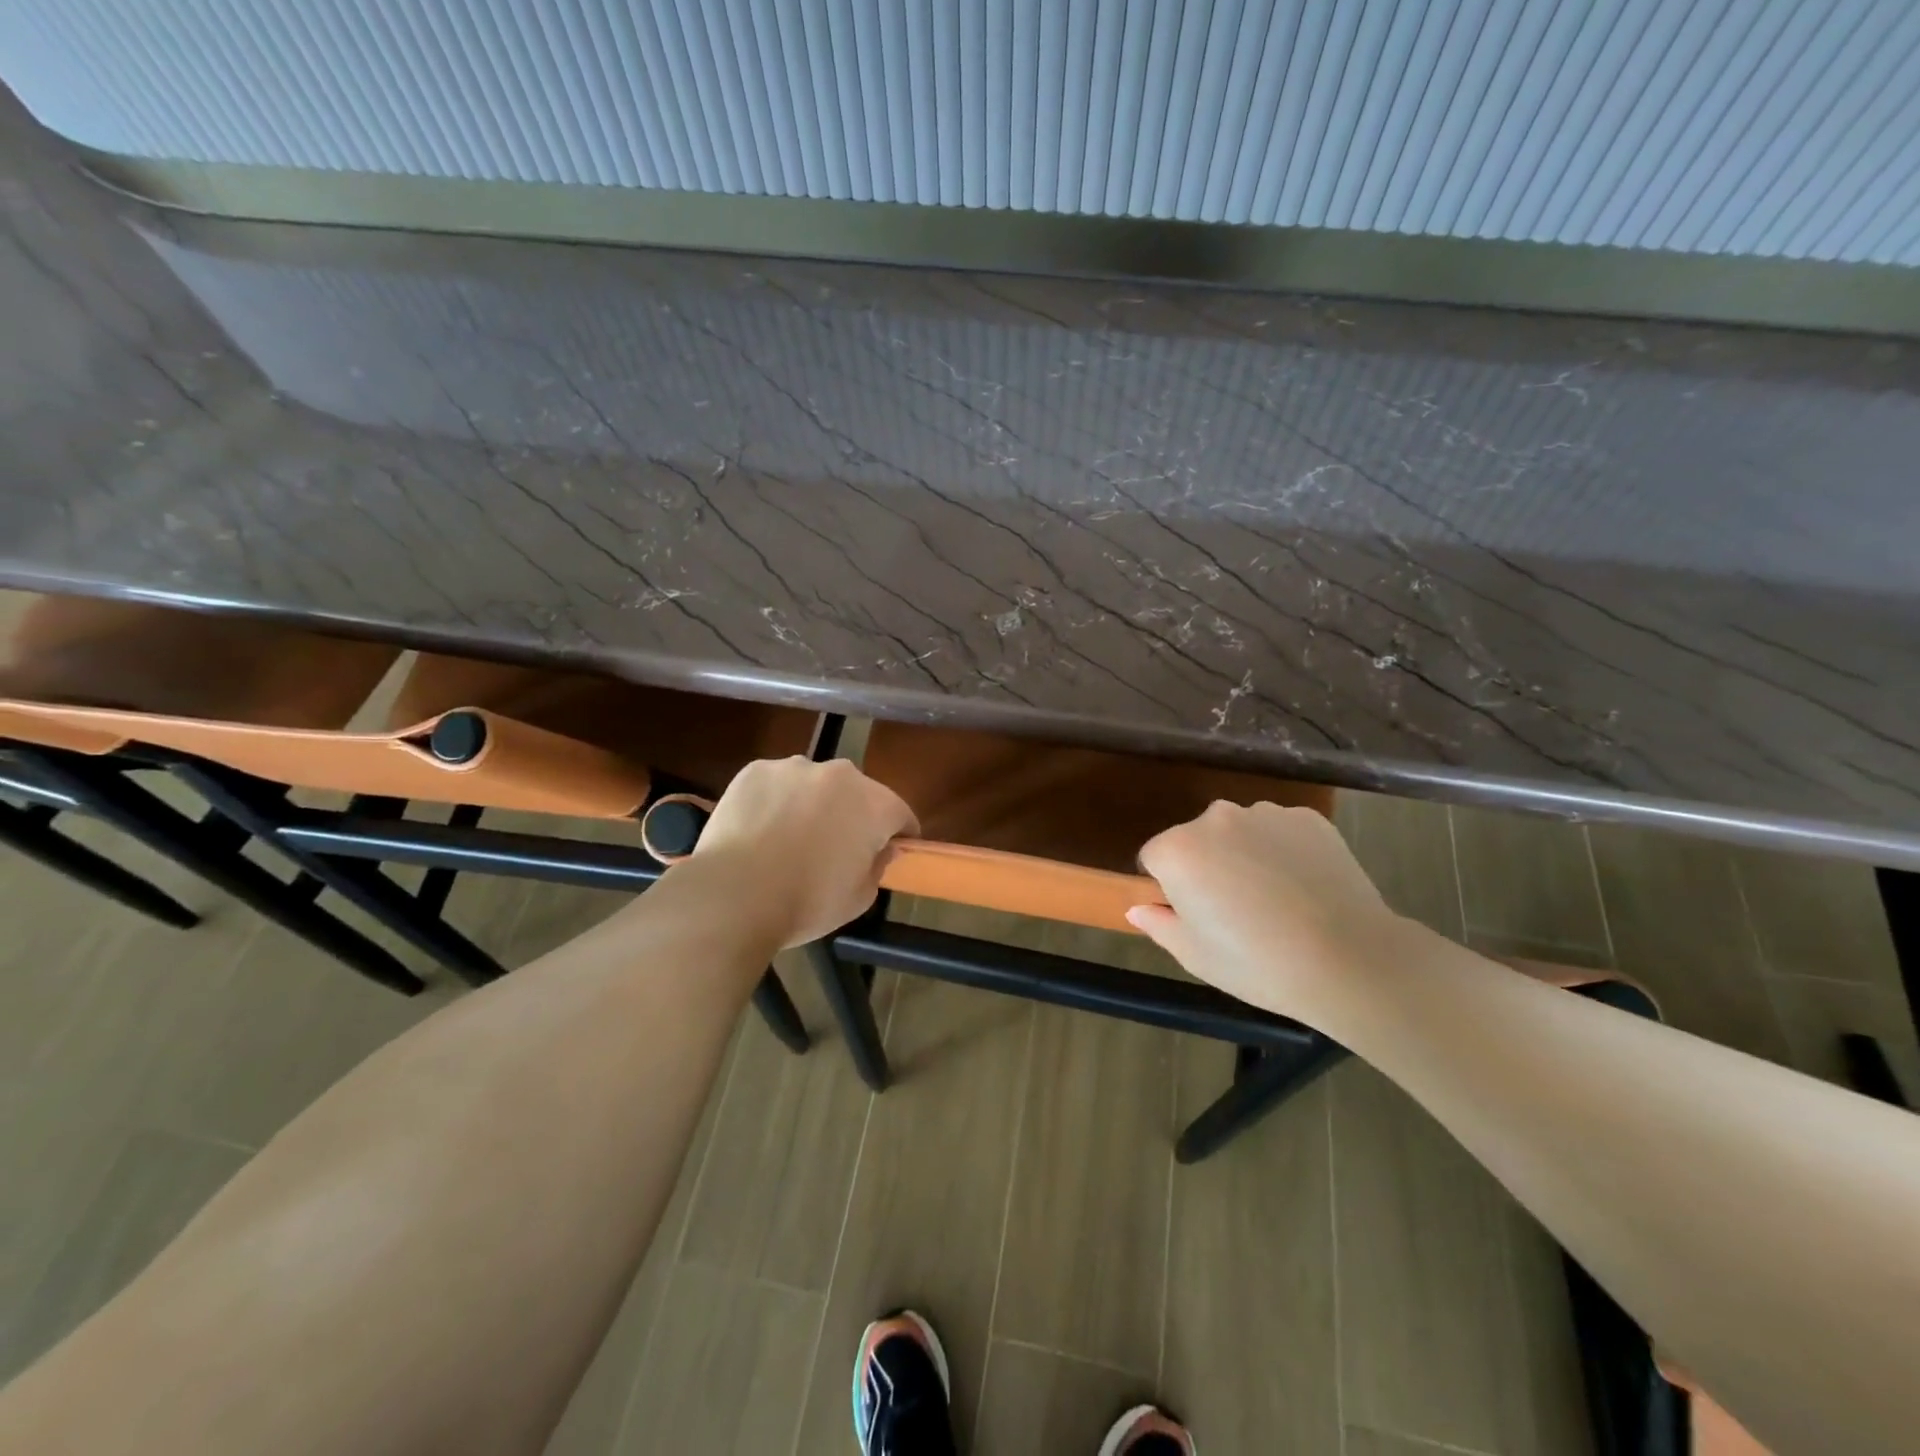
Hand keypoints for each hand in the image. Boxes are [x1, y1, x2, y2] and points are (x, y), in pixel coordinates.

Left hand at [688, 756, 918, 948]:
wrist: (733, 895)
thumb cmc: (806, 902)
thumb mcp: (859, 898)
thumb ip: (878, 866)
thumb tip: (880, 848)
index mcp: (875, 804)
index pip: (901, 815)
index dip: (898, 836)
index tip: (886, 854)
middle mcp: (840, 774)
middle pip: (858, 793)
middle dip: (853, 816)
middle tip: (834, 850)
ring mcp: (795, 767)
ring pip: (815, 785)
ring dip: (813, 804)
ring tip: (789, 839)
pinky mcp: (756, 770)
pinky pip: (777, 784)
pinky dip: (776, 801)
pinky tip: (760, 830)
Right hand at [1129, 801, 1402, 1023]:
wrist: (1351, 960)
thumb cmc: (1258, 963)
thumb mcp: (1195, 955)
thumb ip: (1158, 924)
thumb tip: (1137, 907)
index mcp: (1178, 850)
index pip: (1154, 858)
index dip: (1169, 888)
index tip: (1194, 915)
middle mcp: (1216, 818)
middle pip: (1196, 839)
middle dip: (1206, 865)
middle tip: (1233, 910)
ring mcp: (1265, 813)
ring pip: (1239, 832)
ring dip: (1244, 854)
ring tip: (1274, 899)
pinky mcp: (1308, 818)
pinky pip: (1279, 831)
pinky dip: (1283, 851)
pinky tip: (1303, 886)